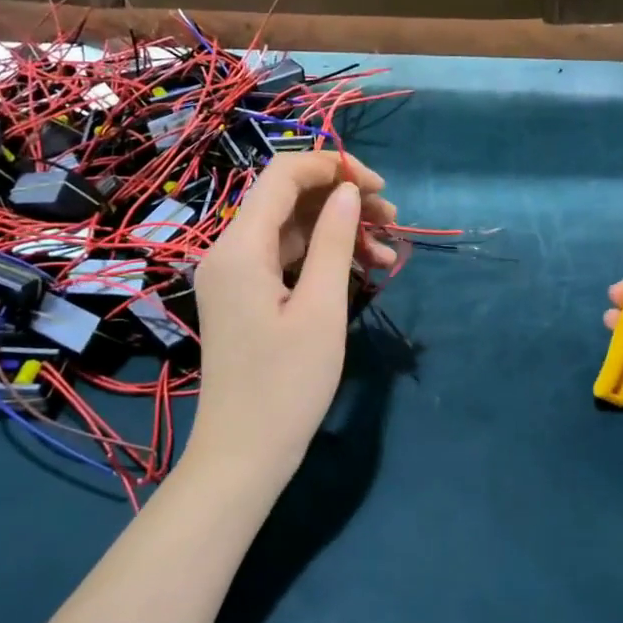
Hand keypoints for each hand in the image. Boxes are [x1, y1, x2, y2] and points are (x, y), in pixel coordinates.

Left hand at [190, 151, 396, 483]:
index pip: (283, 175)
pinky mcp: (245, 297)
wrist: (243, 455)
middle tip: (393, 223)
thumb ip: (333, 241)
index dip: (332, 167)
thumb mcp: (321, 309)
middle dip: (342, 200)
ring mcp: (235, 275)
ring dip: (338, 231)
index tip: (379, 187)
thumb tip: (347, 191)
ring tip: (387, 253)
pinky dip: (322, 257)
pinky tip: (362, 270)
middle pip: (288, 200)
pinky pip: (286, 258)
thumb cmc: (286, 385)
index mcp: (240, 247)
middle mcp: (229, 251)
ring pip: (291, 229)